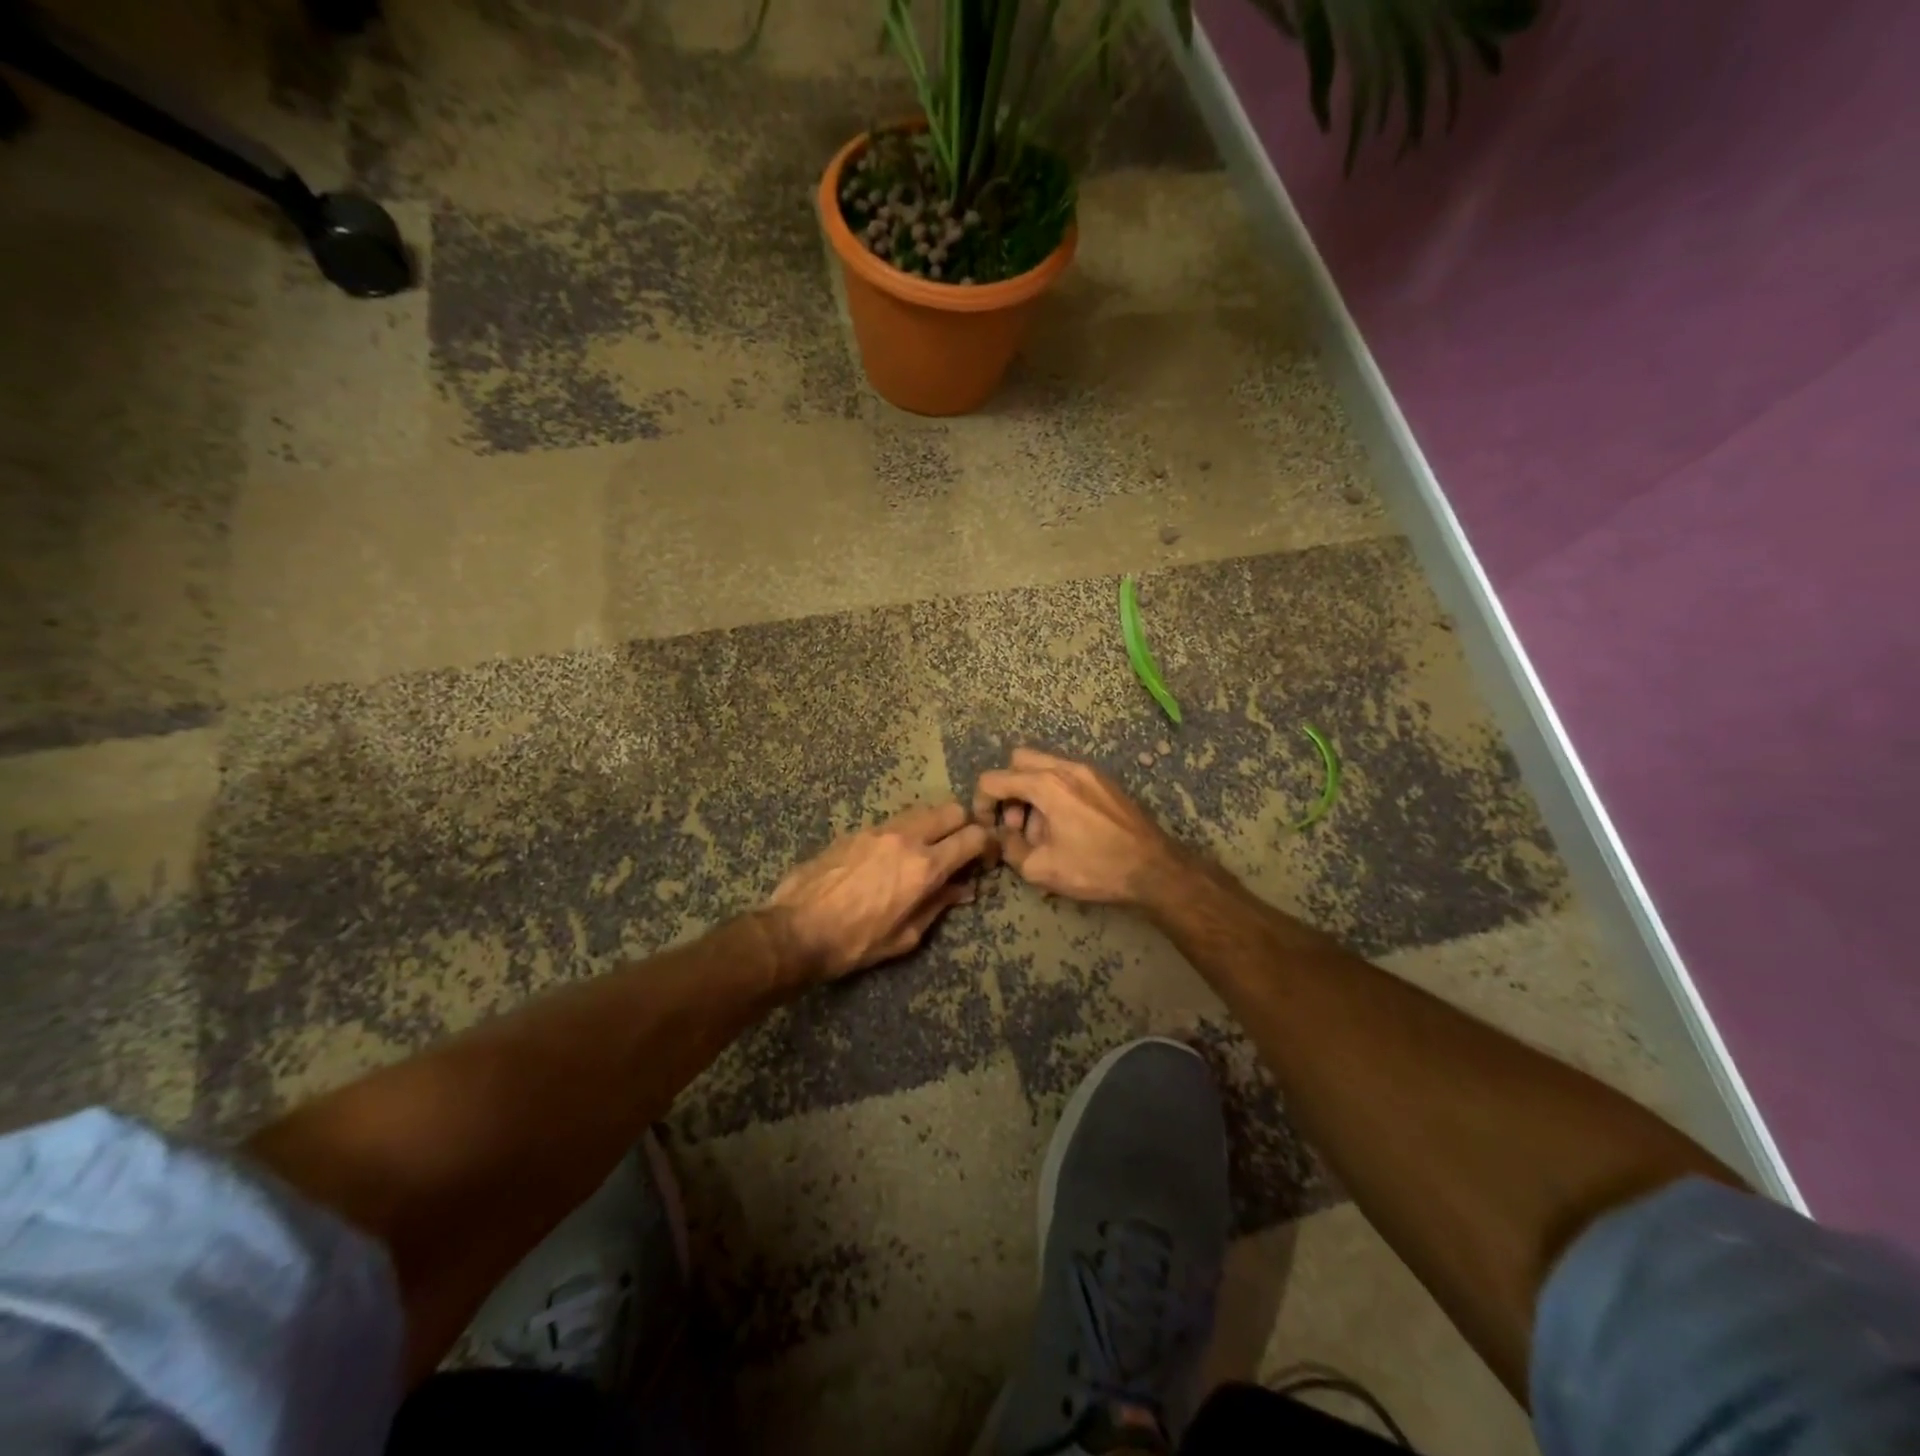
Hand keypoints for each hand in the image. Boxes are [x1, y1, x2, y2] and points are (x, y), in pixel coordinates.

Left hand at [769, 802, 996, 981]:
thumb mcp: (905, 936)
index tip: (986, 858)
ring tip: (930, 849)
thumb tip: (963, 890)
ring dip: (935, 824)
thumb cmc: (855, 943)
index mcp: (924, 867)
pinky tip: (896, 855)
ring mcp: (879, 830)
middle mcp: (906, 838)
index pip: (972, 838)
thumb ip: (938, 906)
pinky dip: (907, 831)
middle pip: (951, 810)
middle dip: (965, 825)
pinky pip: (894, 821)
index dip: (987, 845)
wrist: (795, 930)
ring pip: (923, 810)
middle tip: (962, 848)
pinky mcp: (857, 830)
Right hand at [972, 747, 1182, 904]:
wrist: (1153, 868)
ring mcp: (1088, 771)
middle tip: (1015, 824)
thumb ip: (1010, 849)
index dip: (981, 803)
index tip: (986, 827)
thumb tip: (1003, 836)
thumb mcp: (1041, 868)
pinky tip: (1065, 827)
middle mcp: (1065, 767)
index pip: (994, 779)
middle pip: (1019, 761)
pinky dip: (1054, 793)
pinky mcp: (1104, 781)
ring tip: (1042, 832)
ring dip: (1031, 793)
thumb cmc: (1095, 868)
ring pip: (1044, 767)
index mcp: (1046, 784)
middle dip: (1008, 789)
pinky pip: (1066, 776)